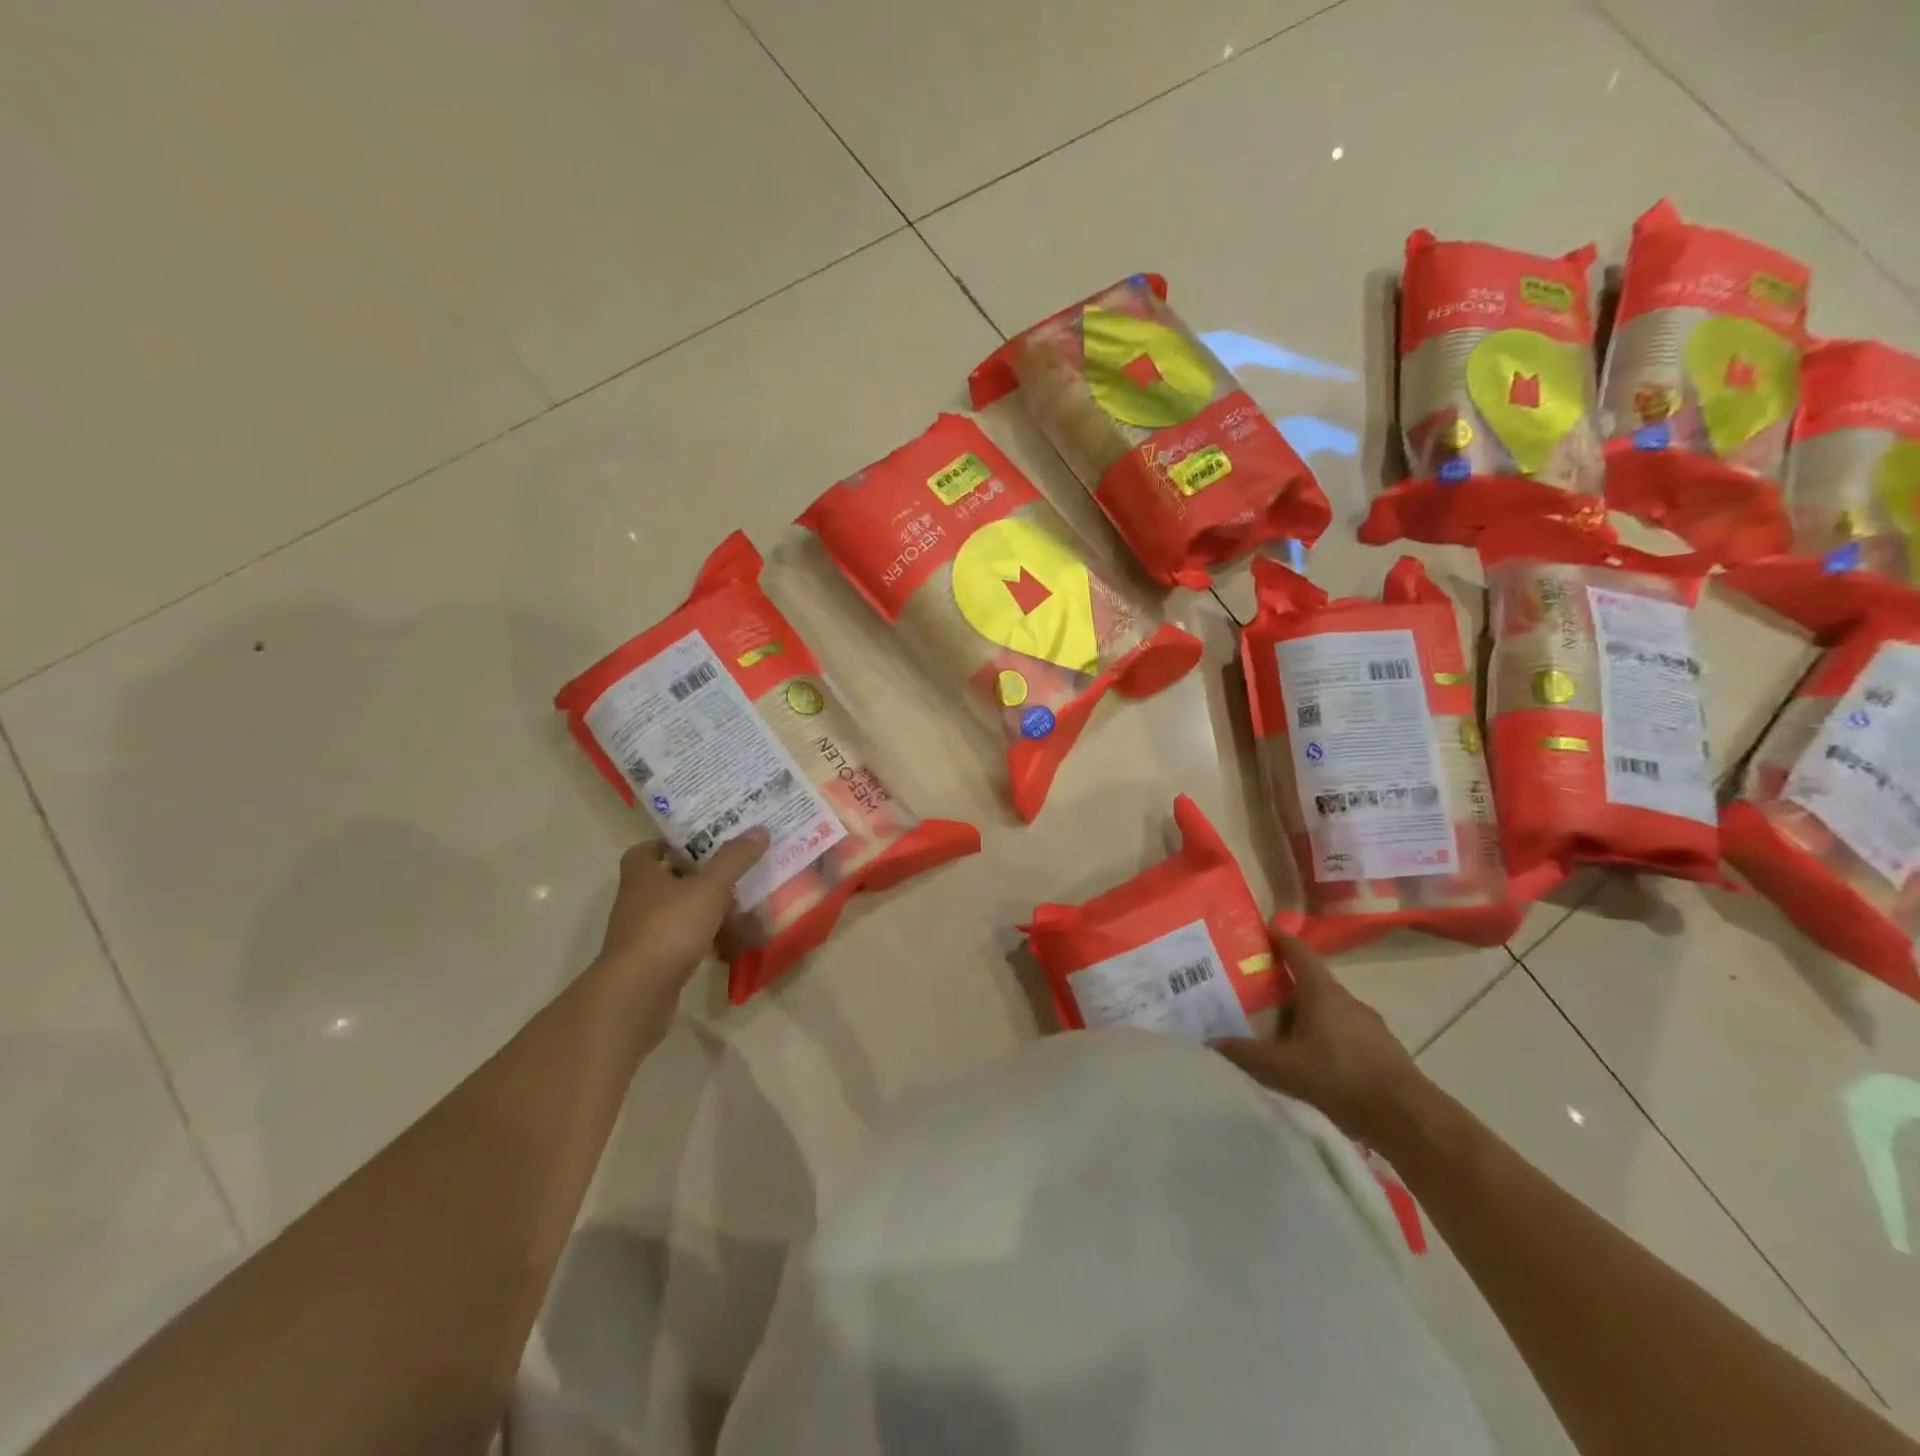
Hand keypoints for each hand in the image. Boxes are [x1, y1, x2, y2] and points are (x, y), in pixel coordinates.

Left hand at [594, 830, 768, 1007]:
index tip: (707, 841)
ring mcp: (644, 932)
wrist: (637, 994)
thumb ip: (734, 859)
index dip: (676, 842)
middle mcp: (638, 899)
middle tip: (736, 869)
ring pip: (680, 911)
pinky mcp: (654, 960)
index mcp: (642, 873)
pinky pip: (684, 940)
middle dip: (701, 875)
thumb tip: (759, 830)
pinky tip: (732, 942)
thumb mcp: (709, 888)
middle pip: (670, 878)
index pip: (650, 847)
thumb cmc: (669, 929)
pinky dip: (706, 938)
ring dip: (707, 909)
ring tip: (742, 904)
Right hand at [1213, 933, 1430, 1151]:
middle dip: (1286, 982)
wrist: (1408, 1118)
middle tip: (1257, 988)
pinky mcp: (1382, 1050)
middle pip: (1313, 981)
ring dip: (1306, 1012)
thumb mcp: (1284, 1068)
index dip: (1281, 939)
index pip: (1299, 953)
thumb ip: (1246, 1054)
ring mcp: (1370, 1025)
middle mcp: (1347, 1001)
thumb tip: (1210, 1041)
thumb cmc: (1341, 1078)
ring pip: (1329, 1009)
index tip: (1264, 929)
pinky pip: (1345, 1032)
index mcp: (1323, 993)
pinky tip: (1312, 1059)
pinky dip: (1325, 1035)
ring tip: (1280, 1028)